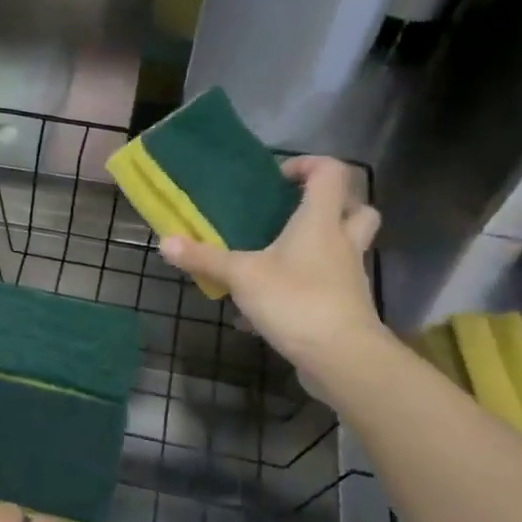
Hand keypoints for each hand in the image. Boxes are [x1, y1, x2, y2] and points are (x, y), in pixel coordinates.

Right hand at [159, 155, 387, 381]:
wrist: (342, 356)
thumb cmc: (295, 300)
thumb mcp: (241, 276)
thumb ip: (204, 258)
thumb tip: (165, 242)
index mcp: (320, 221)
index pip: (331, 173)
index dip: (308, 166)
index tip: (278, 178)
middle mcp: (342, 242)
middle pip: (356, 208)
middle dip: (331, 205)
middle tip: (294, 213)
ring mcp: (348, 275)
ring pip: (345, 247)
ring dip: (319, 245)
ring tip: (280, 256)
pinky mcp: (345, 305)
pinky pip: (327, 284)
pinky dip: (304, 286)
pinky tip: (269, 305)